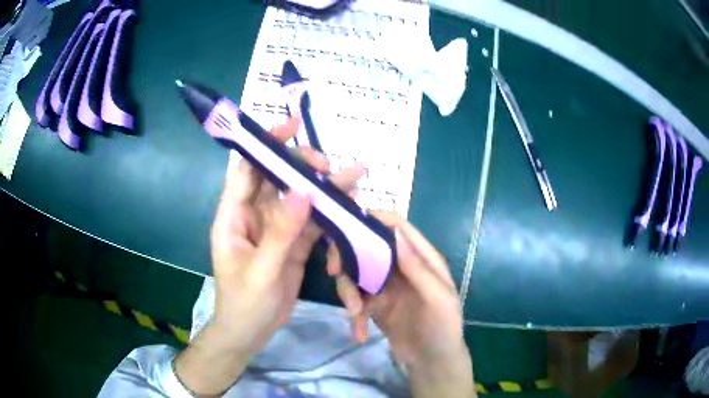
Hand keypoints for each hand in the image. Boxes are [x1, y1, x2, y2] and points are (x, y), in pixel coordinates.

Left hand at [175, 118, 363, 395]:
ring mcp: (276, 229)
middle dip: (302, 166)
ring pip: (299, 199)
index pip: (247, 171)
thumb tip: (303, 192)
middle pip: (277, 180)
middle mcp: (254, 216)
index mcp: (233, 217)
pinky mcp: (293, 243)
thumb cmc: (244, 304)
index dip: (265, 146)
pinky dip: (330, 212)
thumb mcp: (261, 272)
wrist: (250, 333)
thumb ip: (281, 233)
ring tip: (354, 175)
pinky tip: (349, 203)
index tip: (291, 127)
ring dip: (324, 188)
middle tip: (328, 164)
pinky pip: (312, 222)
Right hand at [328, 211, 474, 396]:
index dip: (374, 218)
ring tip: (354, 314)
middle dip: (349, 257)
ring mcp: (386, 286)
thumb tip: (395, 233)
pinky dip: (354, 315)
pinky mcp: (375, 305)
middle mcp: (402, 266)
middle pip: (368, 246)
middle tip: (334, 272)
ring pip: (357, 273)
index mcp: (422, 258)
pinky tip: (359, 333)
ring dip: (348, 291)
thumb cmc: (443, 329)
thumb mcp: (438, 299)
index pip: (397, 227)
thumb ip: (419, 268)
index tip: (347, 223)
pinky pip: (356, 299)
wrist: (432, 363)